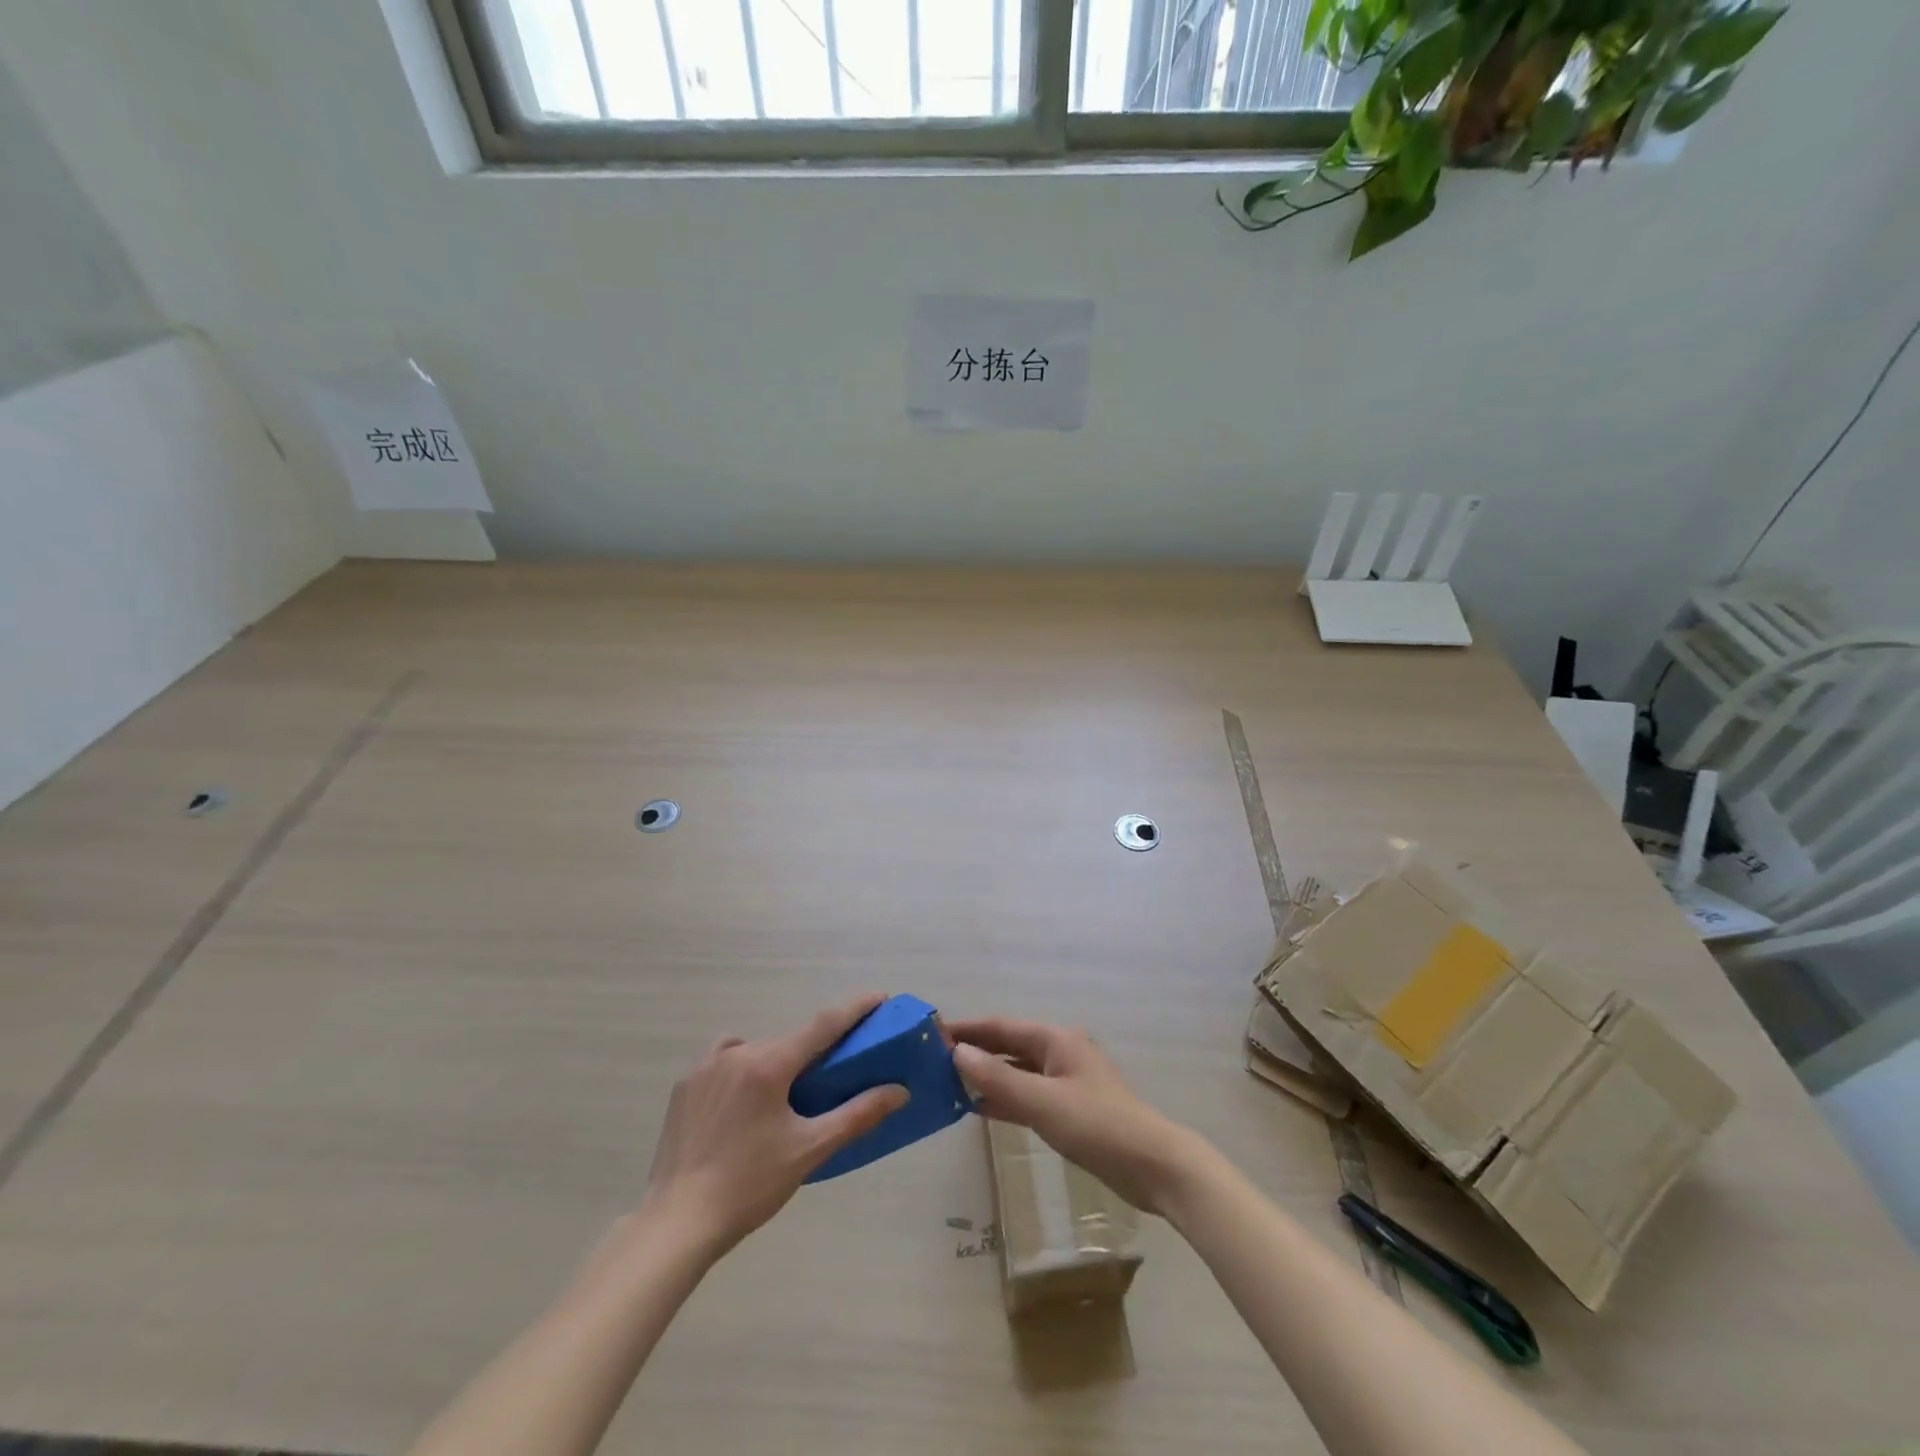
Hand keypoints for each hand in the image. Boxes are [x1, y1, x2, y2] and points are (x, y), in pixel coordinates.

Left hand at [641, 994, 908, 1258]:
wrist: (676, 1224)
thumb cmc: (750, 1186)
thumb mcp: (809, 1150)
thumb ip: (857, 1115)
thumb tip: (899, 1091)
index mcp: (770, 1064)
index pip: (823, 1023)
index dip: (855, 1008)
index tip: (880, 998)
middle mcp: (738, 1052)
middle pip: (789, 1039)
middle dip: (816, 1046)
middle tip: (837, 1067)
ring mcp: (706, 1066)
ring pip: (756, 1047)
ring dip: (778, 1057)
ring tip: (785, 1093)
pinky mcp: (685, 1084)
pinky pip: (724, 1057)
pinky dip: (743, 1064)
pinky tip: (745, 1096)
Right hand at [948, 1018, 1206, 1216]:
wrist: (1153, 1166)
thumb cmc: (1097, 1125)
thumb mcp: (1043, 1102)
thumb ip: (999, 1078)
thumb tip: (957, 1052)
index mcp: (1056, 1040)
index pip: (1001, 1027)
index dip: (968, 1029)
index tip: (932, 1032)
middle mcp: (1060, 1053)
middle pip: (1009, 1046)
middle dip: (975, 1051)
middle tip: (933, 1060)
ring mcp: (1066, 1081)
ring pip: (1017, 1071)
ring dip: (987, 1076)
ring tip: (948, 1084)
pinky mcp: (1070, 1109)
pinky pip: (1028, 1095)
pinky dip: (1004, 1098)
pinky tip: (979, 1109)